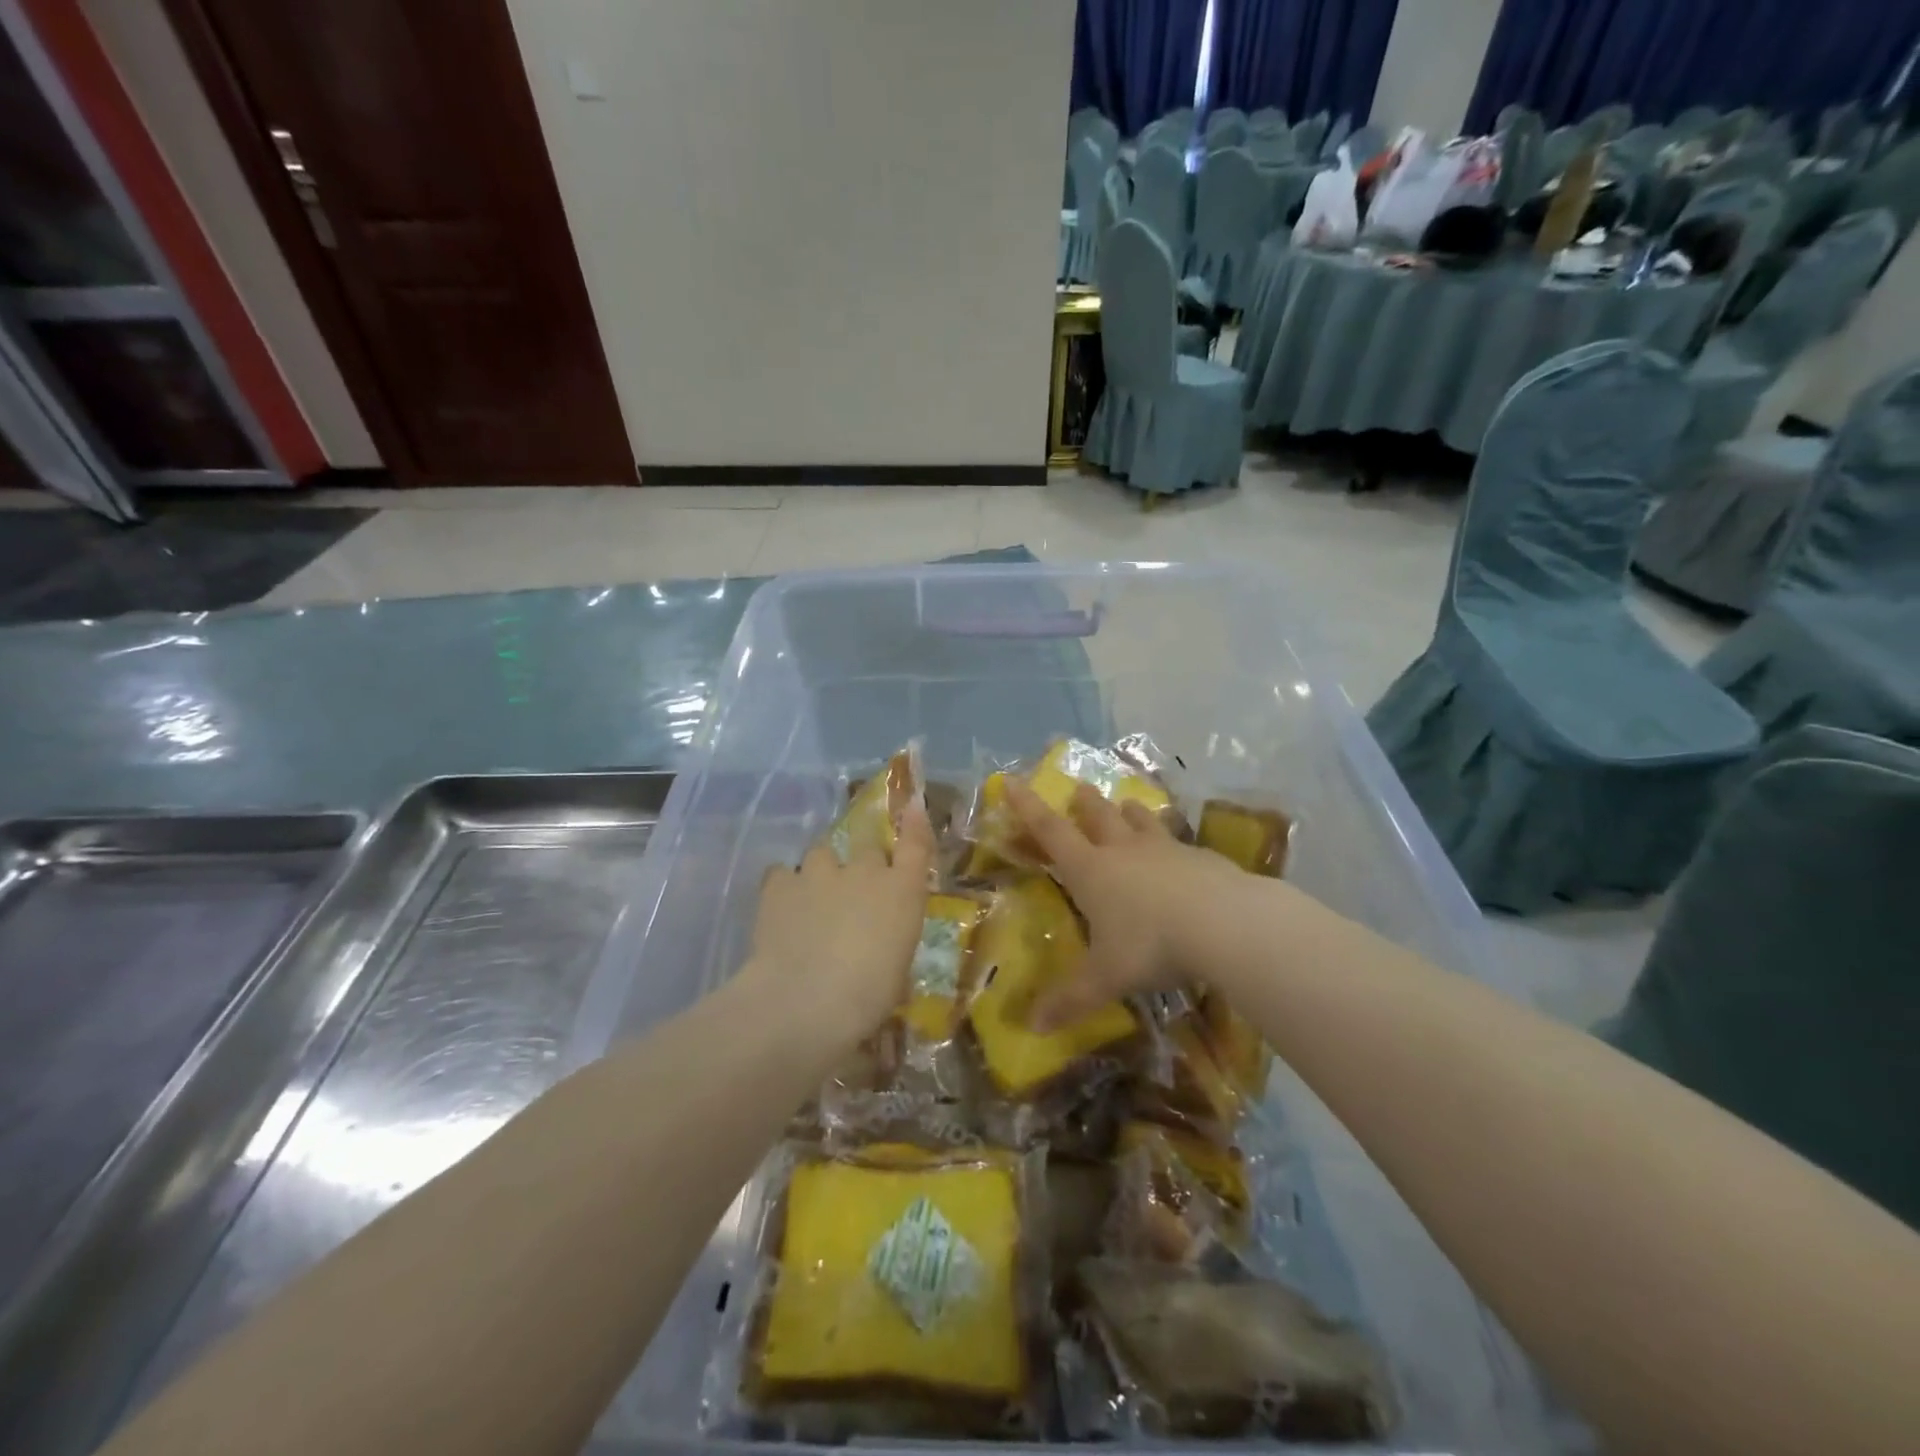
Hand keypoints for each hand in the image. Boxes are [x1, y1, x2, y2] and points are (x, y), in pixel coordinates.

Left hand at [745, 799, 935, 1053]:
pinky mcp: (779, 885)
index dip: (914, 823)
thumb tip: (881, 948)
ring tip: (812, 899)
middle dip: (862, 861)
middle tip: (854, 890)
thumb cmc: (867, 998)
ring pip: (821, 853)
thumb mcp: (895, 976)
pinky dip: (784, 887)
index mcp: (902, 892)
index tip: (911, 806)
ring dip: (821, 871)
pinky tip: (781, 909)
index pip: (916, 844)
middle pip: (866, 844)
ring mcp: (819, 873)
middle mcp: (864, 871)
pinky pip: (782, 874)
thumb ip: (890, 945)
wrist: (804, 1002)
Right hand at [1006, 779, 1252, 1030]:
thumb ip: (1071, 999)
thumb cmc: (1151, 945)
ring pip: (1142, 822)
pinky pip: (1181, 843)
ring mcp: (1166, 850)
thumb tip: (1033, 1029)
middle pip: (1100, 817)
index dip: (1027, 807)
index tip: (1011, 781)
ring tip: (1128, 804)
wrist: (1225, 924)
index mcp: (1091, 870)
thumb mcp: (1106, 978)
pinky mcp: (1202, 858)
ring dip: (1131, 813)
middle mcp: (1124, 851)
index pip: (1050, 831)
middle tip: (1079, 789)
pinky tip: (1183, 854)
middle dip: (1085, 803)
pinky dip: (1173, 843)